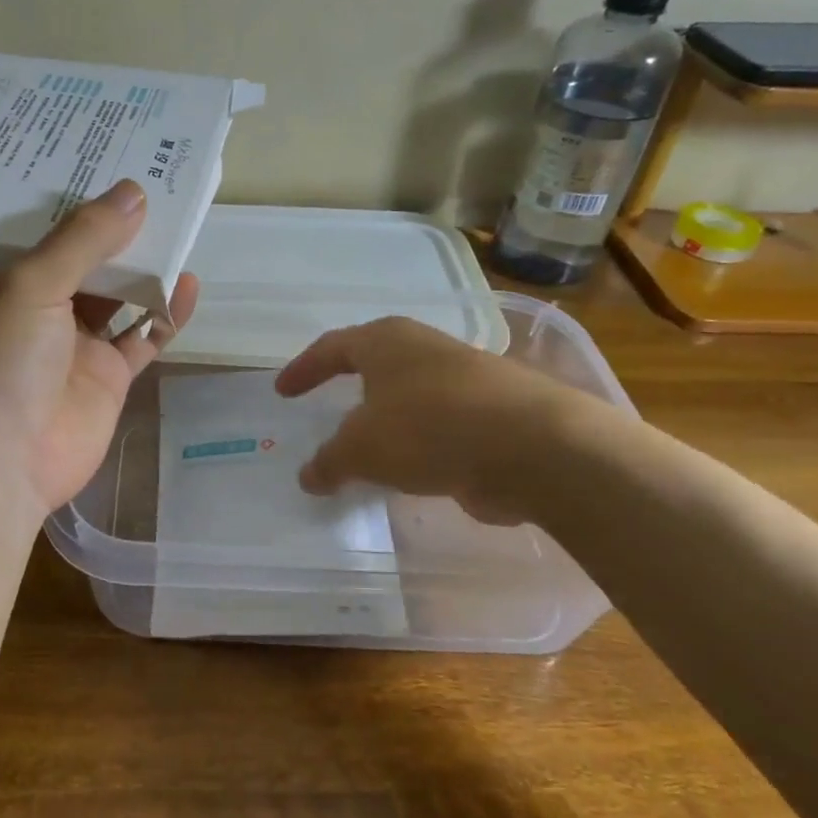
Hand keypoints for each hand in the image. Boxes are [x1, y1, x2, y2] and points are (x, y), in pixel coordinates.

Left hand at [0, 180, 199, 518]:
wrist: (4, 466)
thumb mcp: (30, 286)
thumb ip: (82, 240)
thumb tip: (134, 192)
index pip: (25, 223)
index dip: (56, 191)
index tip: (87, 154)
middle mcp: (30, 306)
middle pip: (77, 255)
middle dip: (109, 224)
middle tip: (147, 175)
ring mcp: (71, 343)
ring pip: (114, 292)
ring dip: (142, 264)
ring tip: (177, 220)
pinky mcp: (105, 375)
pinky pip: (142, 337)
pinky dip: (165, 314)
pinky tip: (188, 284)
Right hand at [274, 315, 608, 525]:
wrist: (535, 448)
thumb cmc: (428, 429)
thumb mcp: (362, 449)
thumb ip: (330, 462)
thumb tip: (309, 476)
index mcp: (386, 341)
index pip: (332, 347)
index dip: (303, 369)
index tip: (282, 392)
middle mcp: (425, 348)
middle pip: (375, 362)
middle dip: (349, 385)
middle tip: (327, 406)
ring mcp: (465, 377)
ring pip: (410, 393)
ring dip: (387, 417)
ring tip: (369, 446)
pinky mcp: (494, 411)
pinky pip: (440, 423)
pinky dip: (419, 442)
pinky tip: (414, 469)